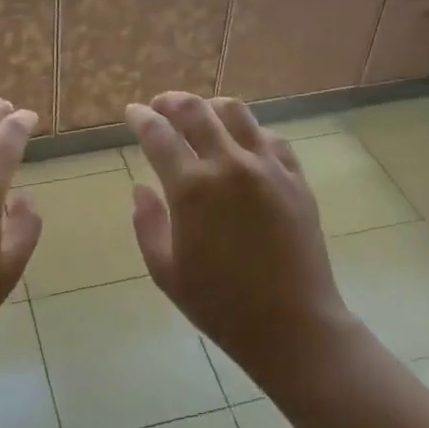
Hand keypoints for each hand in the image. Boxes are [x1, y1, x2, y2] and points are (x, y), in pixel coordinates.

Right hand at [127, 92, 351, 387]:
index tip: (132, 112)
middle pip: (196, 111)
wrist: (293, 325)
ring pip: (237, 113)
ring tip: (201, 115)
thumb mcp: (166, 271)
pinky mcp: (296, 178)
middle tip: (161, 106)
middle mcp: (230, 165)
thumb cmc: (220, 305)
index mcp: (192, 188)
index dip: (141, 118)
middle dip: (172, 102)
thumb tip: (140, 188)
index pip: (158, 135)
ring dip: (211, 107)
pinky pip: (270, 138)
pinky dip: (249, 132)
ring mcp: (268, 168)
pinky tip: (242, 144)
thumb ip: (147, 223)